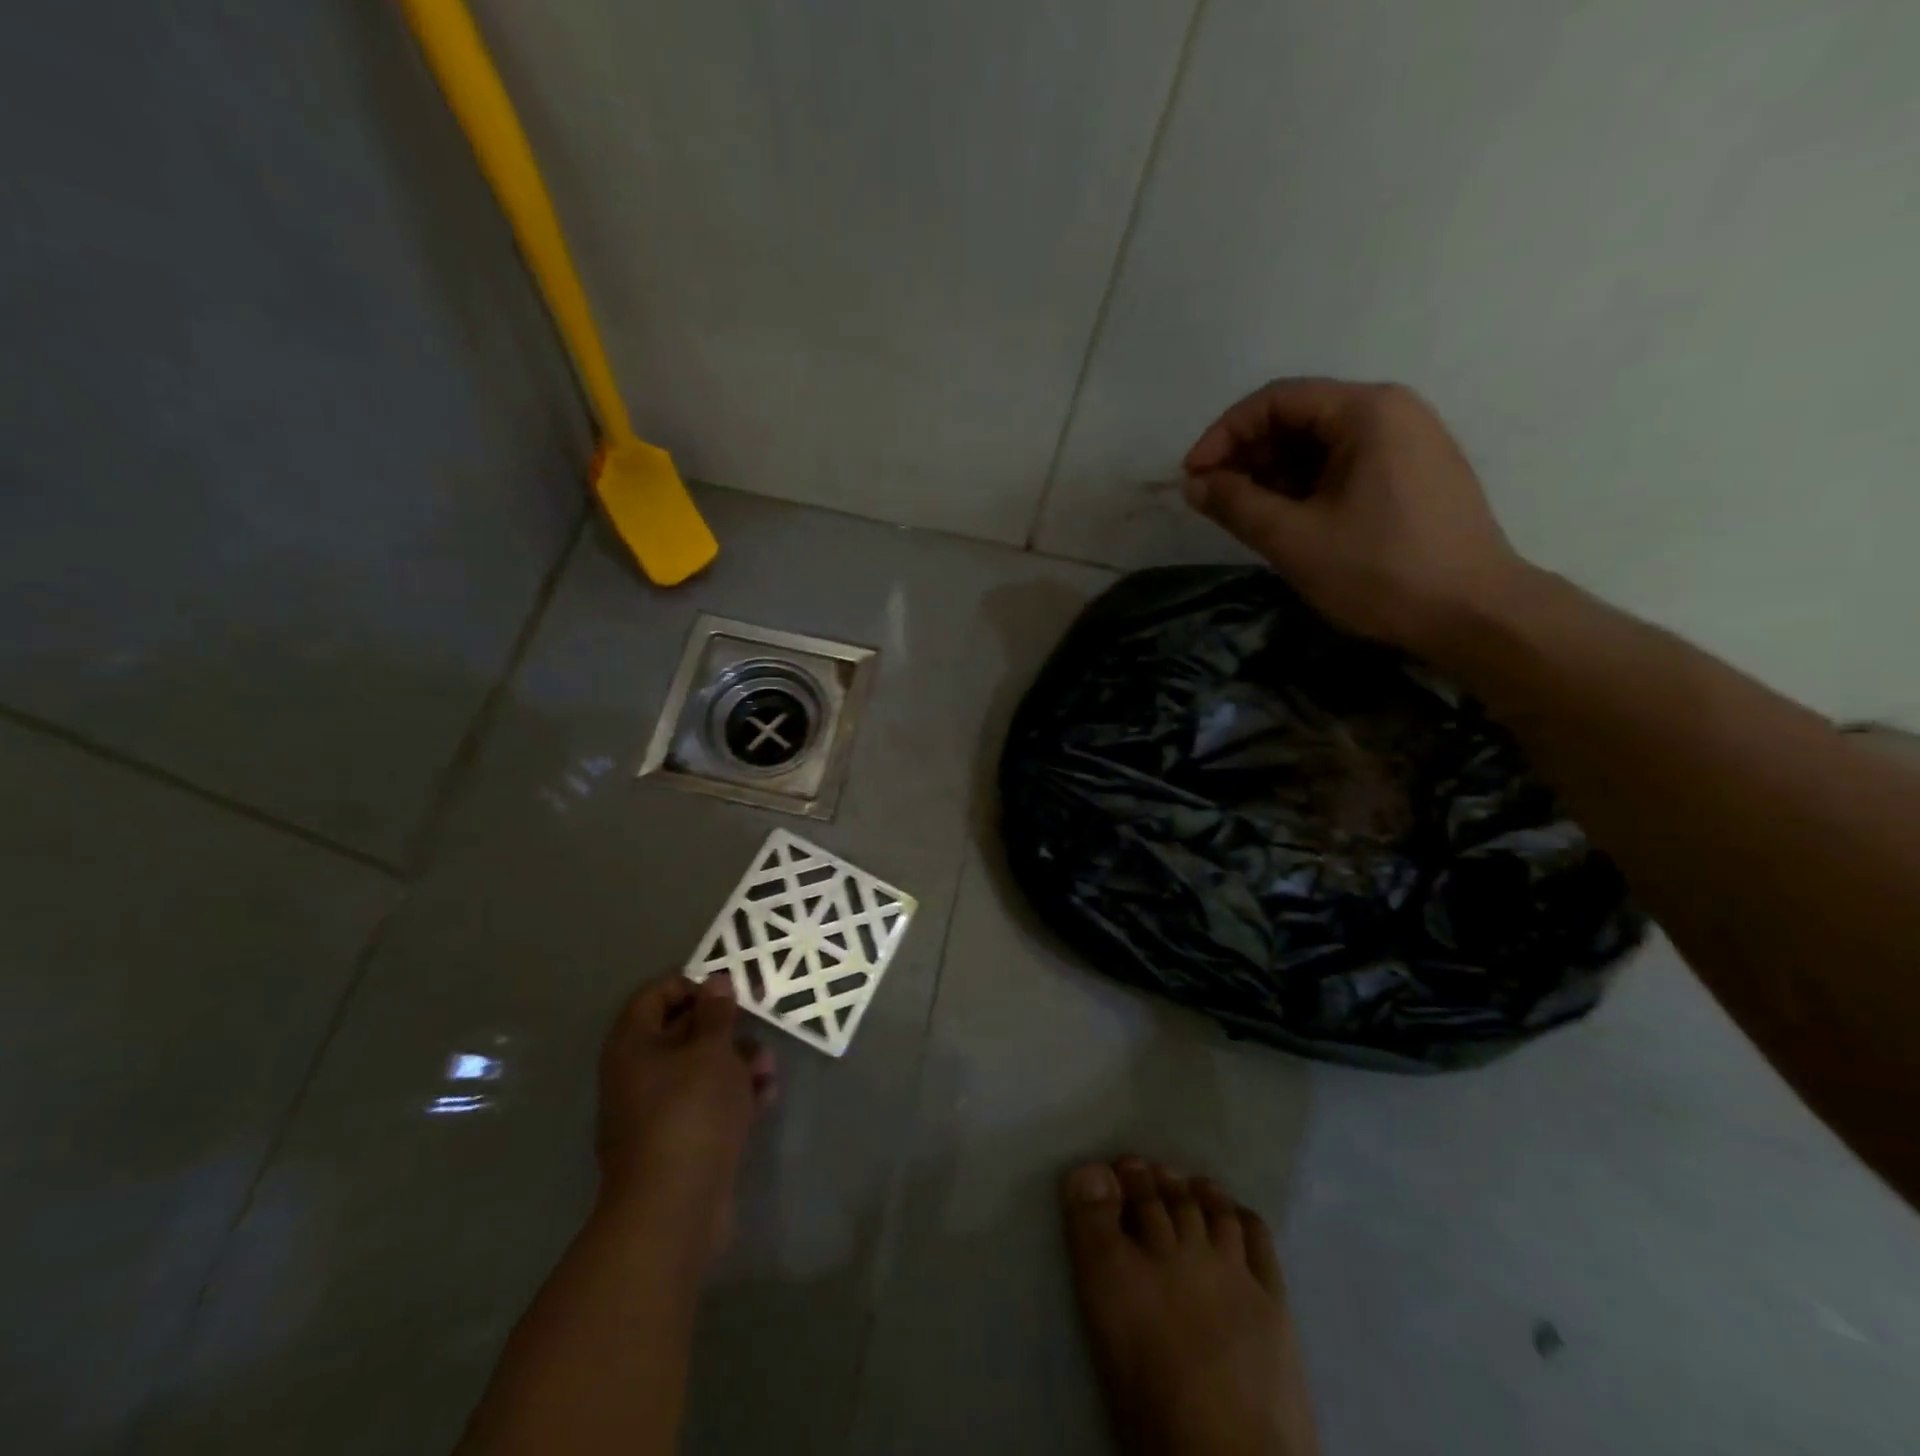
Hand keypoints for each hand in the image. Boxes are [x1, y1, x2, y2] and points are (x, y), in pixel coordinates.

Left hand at [595, 975, 776, 1227]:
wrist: (675, 1210)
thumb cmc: (690, 1113)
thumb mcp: (712, 1052)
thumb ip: (717, 1014)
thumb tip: (716, 982)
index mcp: (633, 1046)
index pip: (655, 996)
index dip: (691, 985)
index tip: (728, 991)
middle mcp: (638, 1075)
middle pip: (683, 1032)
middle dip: (725, 1028)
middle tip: (760, 1022)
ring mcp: (658, 1111)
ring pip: (702, 1069)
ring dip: (738, 1062)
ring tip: (768, 1068)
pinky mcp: (681, 1141)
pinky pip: (709, 1104)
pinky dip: (736, 1096)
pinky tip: (765, 1097)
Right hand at [1183, 378, 1529, 657]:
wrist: (1473, 614)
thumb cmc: (1379, 571)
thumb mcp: (1293, 538)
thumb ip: (1235, 504)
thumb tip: (1194, 483)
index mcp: (1367, 411)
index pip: (1275, 401)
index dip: (1223, 435)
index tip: (1192, 478)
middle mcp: (1392, 412)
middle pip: (1298, 417)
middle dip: (1247, 456)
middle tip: (1215, 501)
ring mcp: (1408, 443)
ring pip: (1320, 445)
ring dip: (1272, 474)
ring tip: (1245, 517)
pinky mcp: (1413, 476)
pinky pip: (1344, 465)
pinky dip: (1305, 487)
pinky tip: (1286, 521)